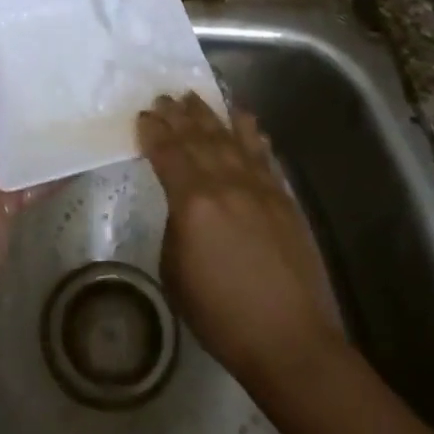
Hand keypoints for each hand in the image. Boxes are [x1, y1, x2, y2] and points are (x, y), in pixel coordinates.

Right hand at [138, 92, 342, 393]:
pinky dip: (251, 134)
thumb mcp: (176, 273)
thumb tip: (186, 209)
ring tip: (197, 96)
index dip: (153, 133)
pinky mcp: (284, 198)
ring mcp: (260, 187)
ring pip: (231, 139)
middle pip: (199, 139)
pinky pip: (263, 156)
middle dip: (179, 115)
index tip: (144, 115)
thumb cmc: (221, 315)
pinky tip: (245, 119)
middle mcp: (227, 184)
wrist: (289, 338)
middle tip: (166, 96)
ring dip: (212, 115)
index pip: (168, 155)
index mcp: (193, 202)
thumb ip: (177, 228)